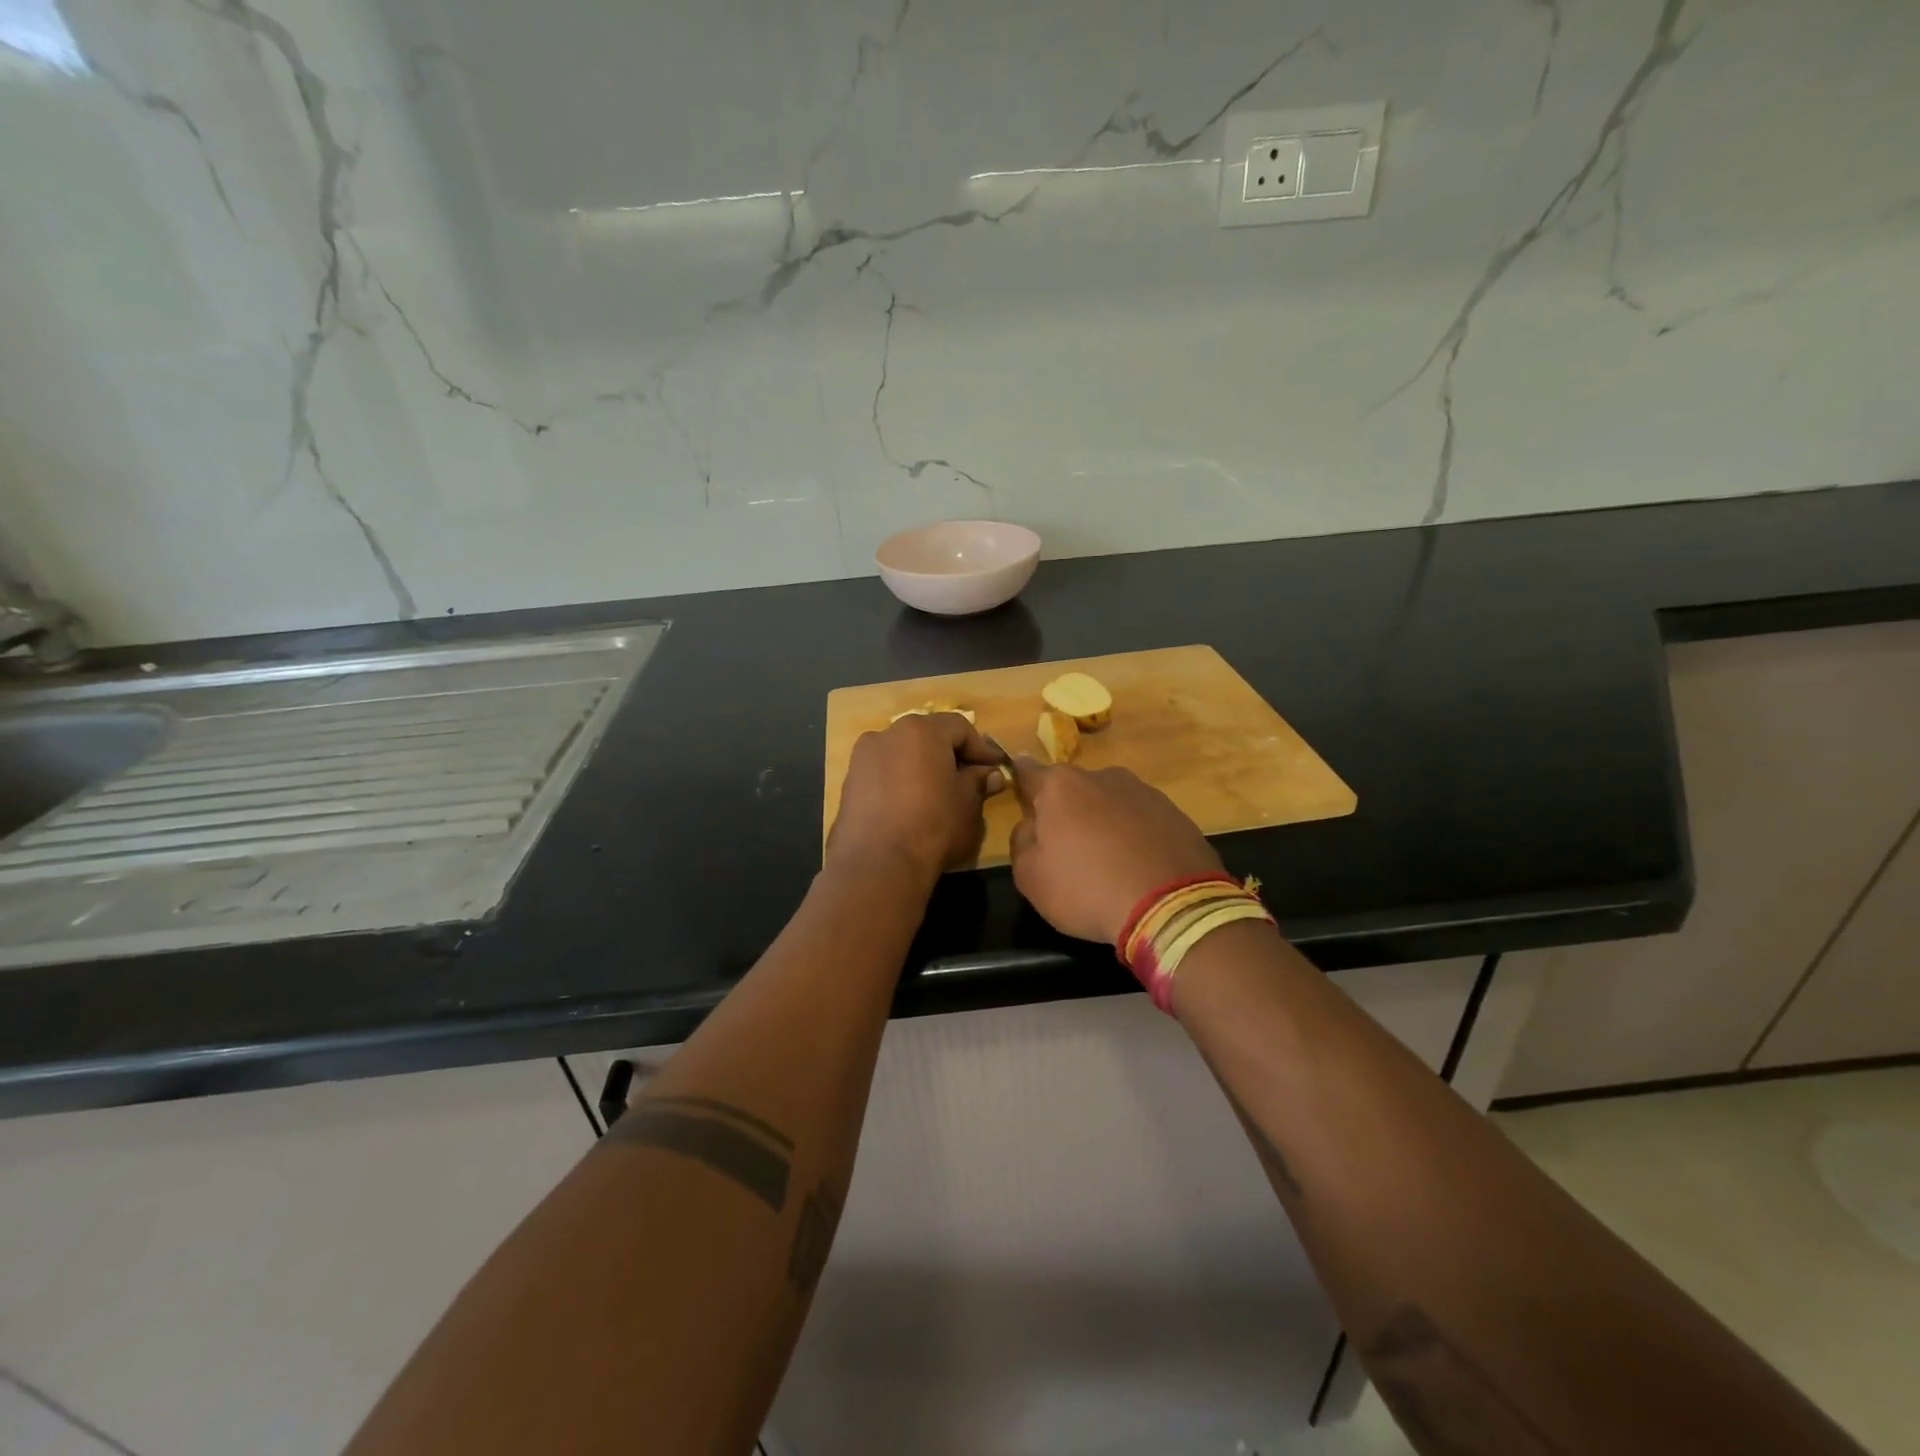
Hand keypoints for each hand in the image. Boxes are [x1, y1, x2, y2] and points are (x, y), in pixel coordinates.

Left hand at [827, 713, 1005, 882]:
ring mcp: (863, 757)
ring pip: (902, 754)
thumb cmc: (933, 825)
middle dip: (949, 754)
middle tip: (969, 778)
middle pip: (927, 736)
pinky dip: (900, 781)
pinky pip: (883, 773)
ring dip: (922, 767)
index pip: (959, 727)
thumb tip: (989, 774)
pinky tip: (911, 806)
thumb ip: (978, 781)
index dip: (980, 747)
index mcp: (921, 730)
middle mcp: (888, 734)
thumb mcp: (967, 803)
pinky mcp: (849, 782)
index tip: (995, 766)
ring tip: (938, 793)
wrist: (877, 864)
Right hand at [1007, 760, 1222, 942]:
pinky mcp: (1177, 814)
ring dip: (1103, 824)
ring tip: (1108, 863)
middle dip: (1067, 812)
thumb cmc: (1087, 888)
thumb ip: (1022, 840)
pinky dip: (1135, 837)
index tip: (1016, 784)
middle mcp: (1104, 777)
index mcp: (1062, 786)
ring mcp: (1145, 792)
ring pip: (1110, 804)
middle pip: (1073, 790)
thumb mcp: (1030, 876)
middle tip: (1066, 849)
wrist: (1172, 908)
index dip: (1019, 779)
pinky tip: (1138, 868)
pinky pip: (1142, 822)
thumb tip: (1032, 825)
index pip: (1029, 772)